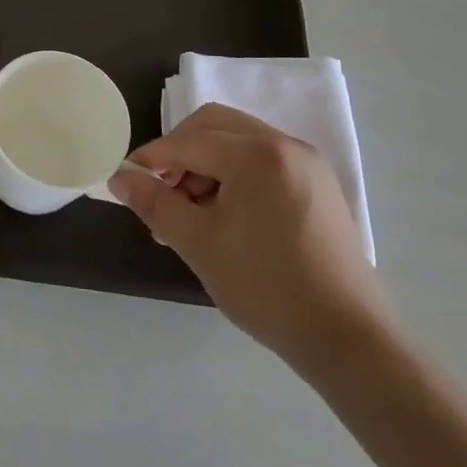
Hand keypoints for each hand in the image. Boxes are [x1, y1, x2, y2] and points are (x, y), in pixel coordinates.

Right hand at [109, 104, 387, 374]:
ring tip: (190, 213)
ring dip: (206, 164)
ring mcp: (307, 164)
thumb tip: (119, 176)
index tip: (125, 180)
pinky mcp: (318, 185)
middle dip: (180, 153)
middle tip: (161, 191)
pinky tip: (225, 215)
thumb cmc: (266, 287)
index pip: (188, 141)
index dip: (151, 158)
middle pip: (214, 126)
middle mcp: (284, 145)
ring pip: (238, 141)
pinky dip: (234, 174)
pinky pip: (262, 160)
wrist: (348, 340)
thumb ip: (154, 203)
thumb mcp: (198, 244)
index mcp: (256, 154)